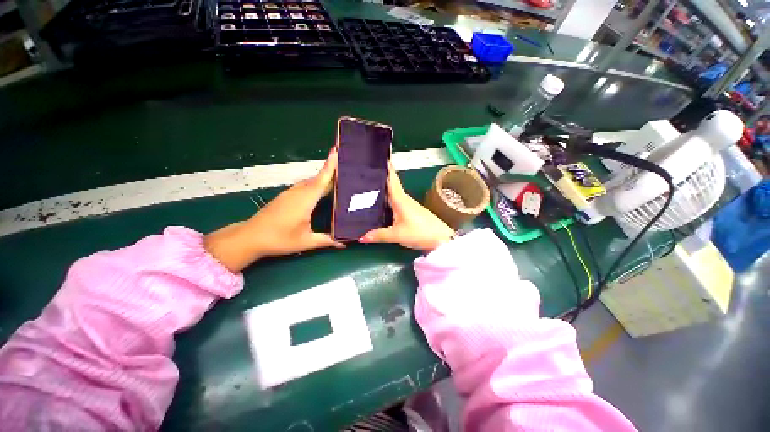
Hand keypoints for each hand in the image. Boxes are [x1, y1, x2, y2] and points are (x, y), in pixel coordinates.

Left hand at [205, 148, 343, 271]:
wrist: (250, 237)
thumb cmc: (279, 238)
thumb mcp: (306, 241)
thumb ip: (327, 240)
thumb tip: (345, 242)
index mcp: (305, 199)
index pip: (322, 179)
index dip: (331, 165)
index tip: (338, 150)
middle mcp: (299, 192)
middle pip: (319, 178)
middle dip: (333, 171)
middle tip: (349, 168)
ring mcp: (291, 193)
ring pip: (312, 181)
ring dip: (325, 178)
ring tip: (340, 178)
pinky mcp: (287, 196)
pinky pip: (306, 186)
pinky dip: (317, 184)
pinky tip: (323, 190)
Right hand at [360, 165, 454, 251]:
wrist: (441, 238)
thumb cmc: (419, 233)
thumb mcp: (397, 235)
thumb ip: (379, 235)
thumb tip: (361, 237)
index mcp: (400, 199)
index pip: (391, 179)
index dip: (386, 167)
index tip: (379, 156)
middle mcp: (404, 199)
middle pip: (390, 185)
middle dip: (379, 179)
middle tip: (363, 174)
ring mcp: (408, 204)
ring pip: (393, 194)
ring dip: (383, 190)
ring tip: (367, 189)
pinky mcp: (411, 211)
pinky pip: (396, 202)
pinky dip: (387, 200)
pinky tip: (380, 205)